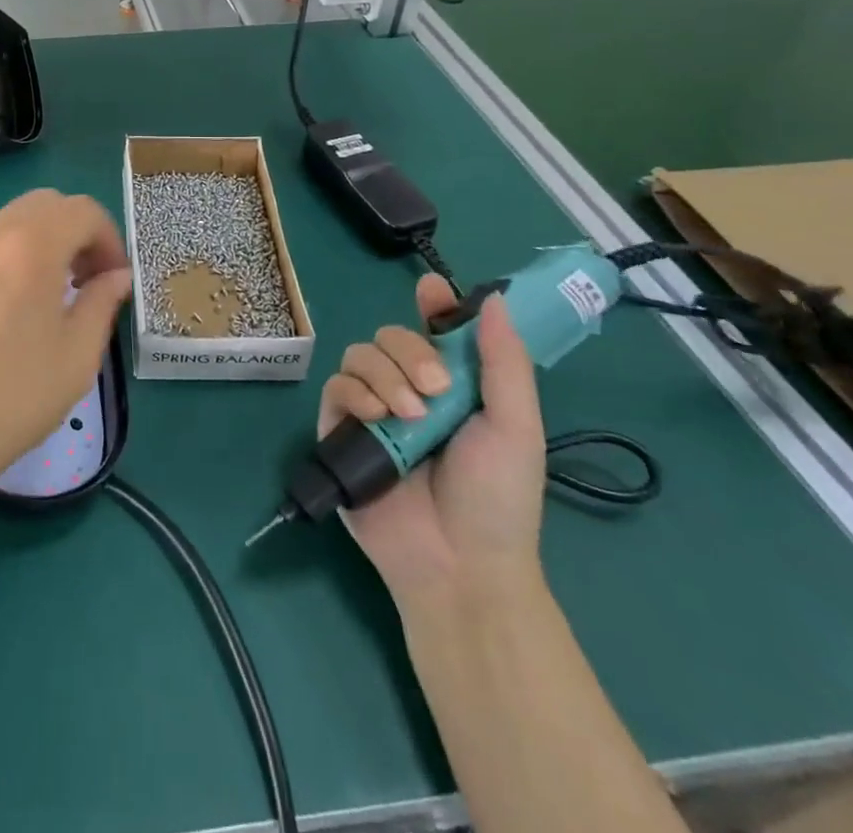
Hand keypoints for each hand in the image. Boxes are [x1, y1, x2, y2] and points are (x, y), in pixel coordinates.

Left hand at [0, 190, 133, 495]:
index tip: (114, 278)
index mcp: (32, 244)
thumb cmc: (18, 392)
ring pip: (13, 218)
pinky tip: (12, 299)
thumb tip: (117, 276)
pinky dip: (10, 251)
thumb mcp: (79, 351)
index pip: (83, 211)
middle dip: (76, 231)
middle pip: (47, 204)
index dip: (109, 239)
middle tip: (88, 278)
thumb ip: (103, 300)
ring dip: (43, 238)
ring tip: (51, 290)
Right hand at [317, 274, 545, 603]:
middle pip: (390, 335)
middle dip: (411, 352)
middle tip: (438, 389)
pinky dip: (356, 392)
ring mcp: (372, 409)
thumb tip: (493, 298)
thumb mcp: (516, 426)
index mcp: (453, 385)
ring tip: (410, 416)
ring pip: (360, 355)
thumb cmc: (498, 497)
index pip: (434, 330)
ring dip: (386, 374)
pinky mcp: (340, 428)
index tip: (431, 290)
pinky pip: (336, 386)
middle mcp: (409, 389)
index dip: (432, 305)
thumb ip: (504, 361)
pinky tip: (378, 417)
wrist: (459, 562)